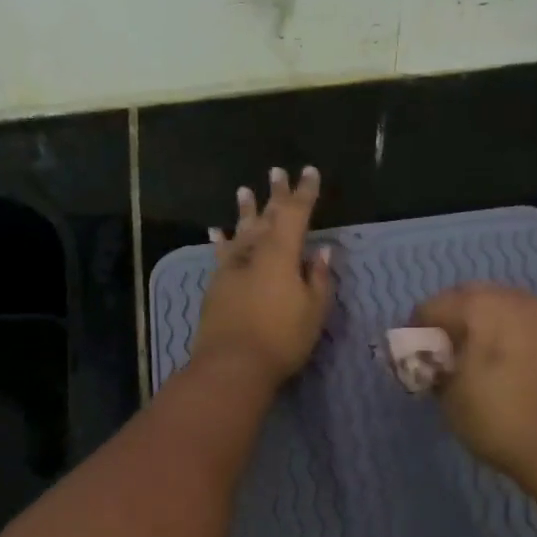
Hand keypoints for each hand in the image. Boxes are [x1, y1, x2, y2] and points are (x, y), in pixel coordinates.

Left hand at [192, 166, 333, 388]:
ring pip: (240, 230)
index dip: (305, 192)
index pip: (296, 213)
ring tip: (244, 190)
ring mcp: (231, 267)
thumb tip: (321, 253)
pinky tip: (215, 232)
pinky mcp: (216, 285)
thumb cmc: (282, 338)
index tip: (310, 172)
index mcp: (282, 252)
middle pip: (266, 215)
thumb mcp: (313, 310)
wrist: (232, 364)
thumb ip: (317, 278)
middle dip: (275, 194)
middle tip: (277, 172)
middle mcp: (254, 251)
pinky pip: (220, 254)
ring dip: (245, 210)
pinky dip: (221, 241)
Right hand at [412, 282, 536, 484]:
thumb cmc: (500, 420)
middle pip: (472, 297)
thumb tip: (434, 364)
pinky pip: (533, 326)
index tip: (411, 356)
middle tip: (444, 353)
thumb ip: (434, 370)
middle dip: (453, 319)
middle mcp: (517, 300)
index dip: (415, 330)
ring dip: (487, 325)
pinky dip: (517, 337)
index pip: (433, 306)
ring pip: (507, 307)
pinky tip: (514, 367)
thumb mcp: (450, 399)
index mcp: (481, 308)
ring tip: (480, 359)